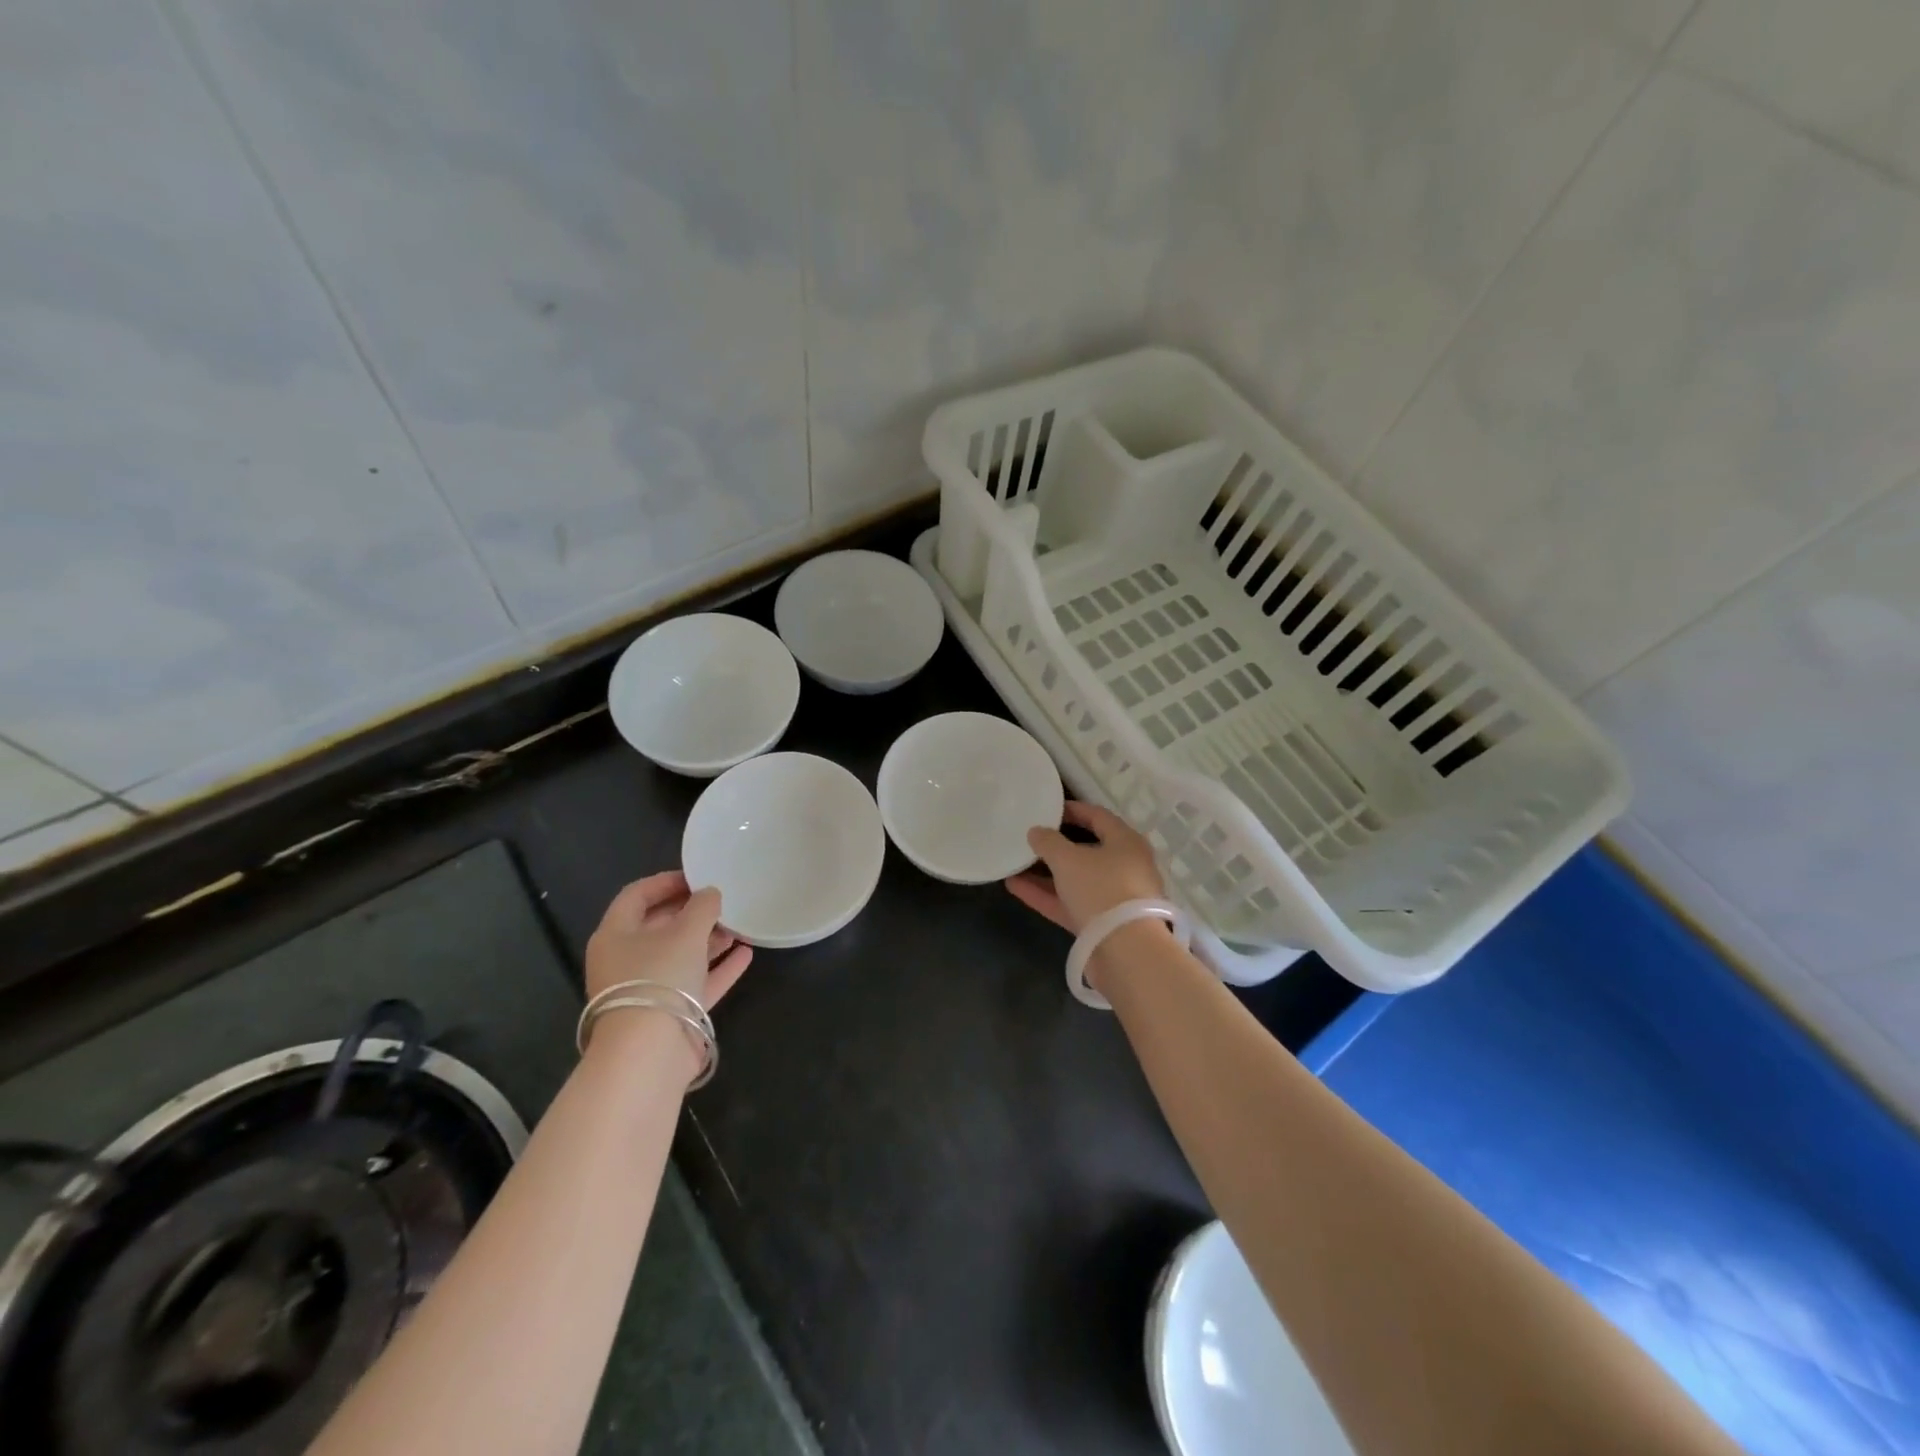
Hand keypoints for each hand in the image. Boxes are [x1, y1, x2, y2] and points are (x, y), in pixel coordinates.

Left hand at [585, 871, 751, 1010]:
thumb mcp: (686, 932)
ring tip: (739, 926)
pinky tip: (745, 955)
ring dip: (708, 940)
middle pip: (659, 926)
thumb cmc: (659, 977)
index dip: (666, 881)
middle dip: (692, 912)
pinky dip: (718, 968)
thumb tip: (710, 894)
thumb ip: (702, 906)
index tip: (698, 875)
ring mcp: (647, 989)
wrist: (649, 1053)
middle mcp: (626, 960)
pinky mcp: (669, 1014)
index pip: (636, 896)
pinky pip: (695, 983)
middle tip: (722, 900)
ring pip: (679, 955)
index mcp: (615, 935)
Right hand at [1004, 801, 1164, 933]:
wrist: (1126, 951)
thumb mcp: (1068, 859)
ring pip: (1076, 878)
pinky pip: (1070, 902)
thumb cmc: (1101, 889)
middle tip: (1030, 837)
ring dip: (1046, 872)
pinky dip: (1046, 894)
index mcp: (1126, 842)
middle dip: (1056, 844)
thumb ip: (1048, 842)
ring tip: (1015, 863)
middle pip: (1087, 849)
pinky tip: (1015, 887)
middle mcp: (1125, 866)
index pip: (1098, 816)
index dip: (1072, 809)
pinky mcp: (1101, 924)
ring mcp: (1114, 897)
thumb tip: (1036, 831)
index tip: (1047, 808)